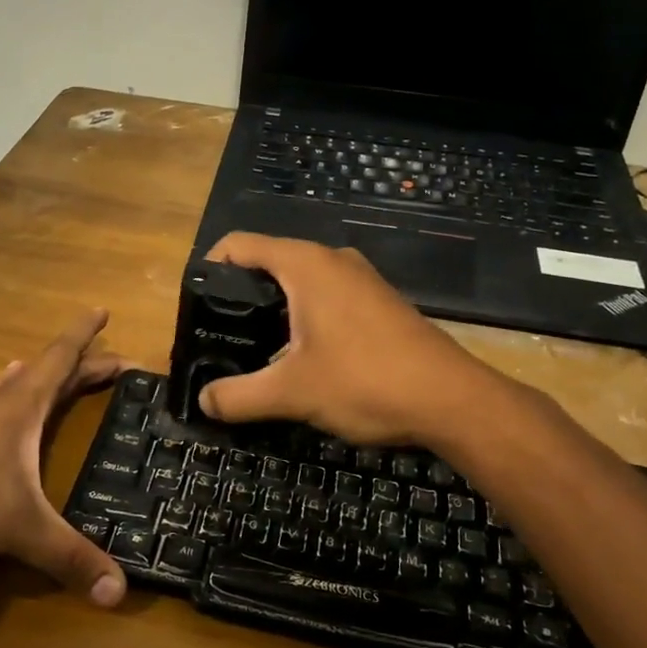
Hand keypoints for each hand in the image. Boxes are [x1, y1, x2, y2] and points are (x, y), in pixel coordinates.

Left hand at [0, 309, 131, 606]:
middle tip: (117, 364)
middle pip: (48, 374)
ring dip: (45, 380)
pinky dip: (8, 398)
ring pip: (17, 389)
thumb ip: (68, 557)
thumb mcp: (16, 528)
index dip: (85, 335)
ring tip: (61, 374)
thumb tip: (120, 593)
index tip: (103, 309)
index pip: (61, 358)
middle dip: (84, 365)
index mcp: (21, 407)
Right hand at [196, 233, 505, 448]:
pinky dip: (303, 317)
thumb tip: (203, 402)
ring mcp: (360, 279)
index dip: (209, 267)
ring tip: (254, 351)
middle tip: (220, 335)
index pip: (239, 244)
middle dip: (240, 295)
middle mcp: (332, 260)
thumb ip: (238, 396)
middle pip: (268, 262)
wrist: (451, 399)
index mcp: (306, 265)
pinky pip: (326, 296)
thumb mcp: (292, 392)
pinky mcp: (378, 302)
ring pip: (300, 282)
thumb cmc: (365, 381)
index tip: (195, 306)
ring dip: (273, 310)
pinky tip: (301, 357)